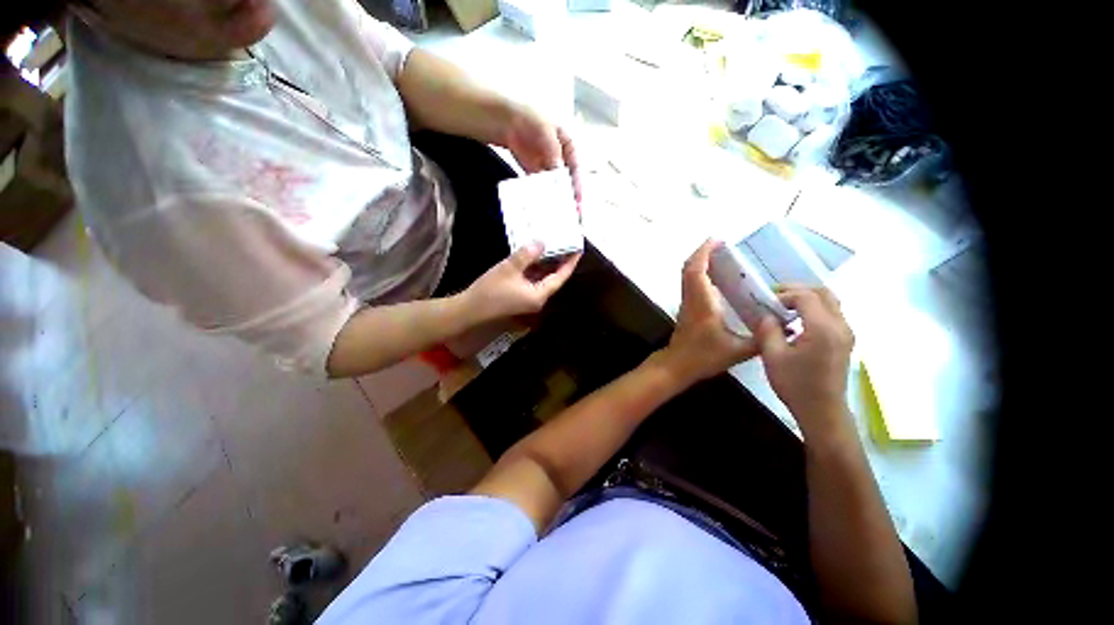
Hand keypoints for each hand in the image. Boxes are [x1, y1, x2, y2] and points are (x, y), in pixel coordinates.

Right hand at [461, 243, 580, 321]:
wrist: (469, 310)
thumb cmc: (490, 291)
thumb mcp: (509, 269)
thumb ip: (527, 255)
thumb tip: (542, 242)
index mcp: (539, 295)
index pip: (560, 278)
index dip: (570, 263)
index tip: (577, 249)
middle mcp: (537, 299)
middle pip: (553, 279)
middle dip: (559, 262)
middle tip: (565, 244)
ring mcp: (528, 299)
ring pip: (542, 279)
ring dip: (546, 265)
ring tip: (552, 246)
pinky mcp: (519, 297)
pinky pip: (532, 281)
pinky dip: (535, 269)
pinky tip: (533, 257)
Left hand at [502, 106, 581, 203]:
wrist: (506, 120)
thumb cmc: (529, 117)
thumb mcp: (545, 131)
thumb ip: (553, 151)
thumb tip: (559, 171)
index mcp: (569, 147)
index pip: (576, 170)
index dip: (578, 186)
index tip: (578, 202)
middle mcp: (561, 159)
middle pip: (567, 181)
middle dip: (568, 197)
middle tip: (568, 212)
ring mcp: (548, 167)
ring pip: (555, 186)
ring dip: (555, 198)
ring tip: (555, 212)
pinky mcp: (535, 174)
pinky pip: (540, 187)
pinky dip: (541, 195)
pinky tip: (540, 204)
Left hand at [660, 240, 760, 385]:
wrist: (677, 365)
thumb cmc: (703, 357)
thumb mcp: (737, 351)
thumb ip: (761, 340)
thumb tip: (785, 327)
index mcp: (702, 303)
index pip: (696, 271)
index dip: (704, 253)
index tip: (717, 240)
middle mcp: (691, 299)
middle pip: (688, 268)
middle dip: (702, 253)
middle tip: (722, 245)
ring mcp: (686, 303)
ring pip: (687, 275)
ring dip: (700, 262)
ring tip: (721, 256)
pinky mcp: (687, 308)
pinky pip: (690, 283)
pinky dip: (700, 273)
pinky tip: (717, 278)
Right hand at [755, 285, 854, 437]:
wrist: (822, 410)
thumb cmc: (795, 384)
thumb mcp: (772, 356)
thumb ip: (768, 330)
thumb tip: (766, 315)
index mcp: (822, 328)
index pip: (806, 296)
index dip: (784, 294)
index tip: (766, 302)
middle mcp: (840, 326)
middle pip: (824, 293)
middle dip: (798, 290)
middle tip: (776, 297)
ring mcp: (846, 333)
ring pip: (830, 302)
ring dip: (807, 299)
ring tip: (785, 308)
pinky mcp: (845, 341)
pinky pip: (832, 314)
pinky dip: (814, 310)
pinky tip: (797, 323)